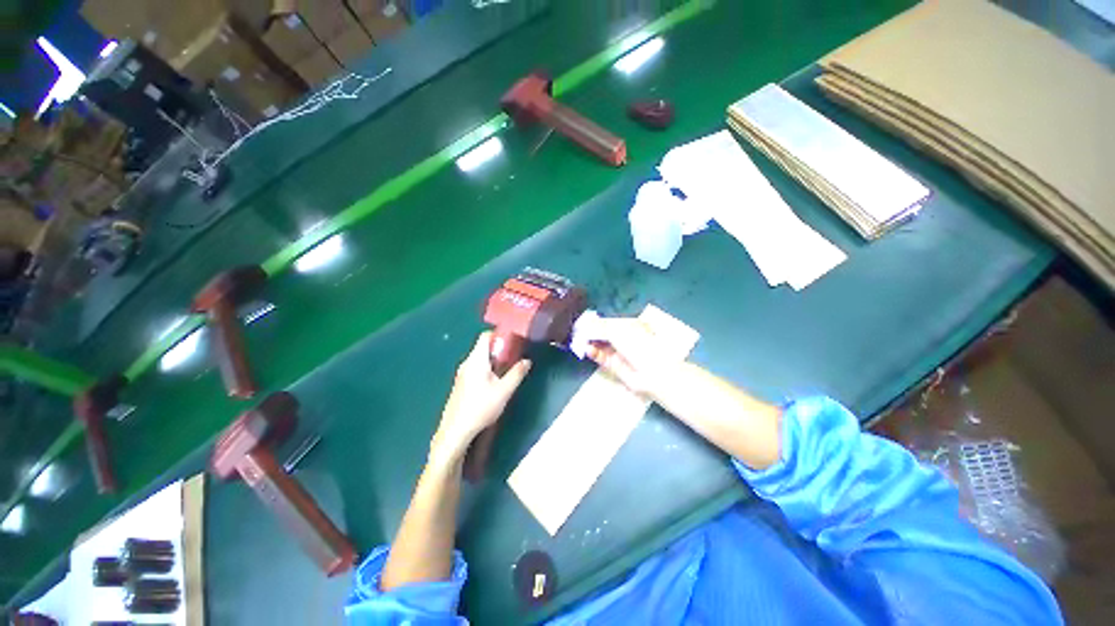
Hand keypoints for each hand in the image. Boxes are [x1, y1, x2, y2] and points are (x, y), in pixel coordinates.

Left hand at [431, 332, 531, 464]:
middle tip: (514, 359)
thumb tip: (527, 361)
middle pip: (484, 347)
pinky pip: (475, 369)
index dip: (499, 334)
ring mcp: (462, 374)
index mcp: (476, 360)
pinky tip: (493, 385)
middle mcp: (467, 363)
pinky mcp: (461, 384)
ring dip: (494, 362)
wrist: (456, 431)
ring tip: (506, 373)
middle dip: (500, 350)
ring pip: (480, 359)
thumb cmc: (481, 408)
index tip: (513, 341)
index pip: (485, 336)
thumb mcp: (504, 391)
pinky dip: (486, 370)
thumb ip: (517, 373)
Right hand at [585, 317, 676, 394]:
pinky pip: (601, 357)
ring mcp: (618, 352)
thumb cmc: (639, 346)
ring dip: (589, 342)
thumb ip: (600, 327)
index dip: (595, 322)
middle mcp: (623, 337)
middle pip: (602, 333)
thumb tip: (586, 325)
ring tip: (579, 341)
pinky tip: (587, 350)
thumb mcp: (619, 331)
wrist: (652, 373)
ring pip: (599, 345)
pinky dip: (593, 353)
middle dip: (590, 332)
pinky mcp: (614, 365)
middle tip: (577, 331)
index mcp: (629, 325)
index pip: (608, 321)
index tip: (583, 321)